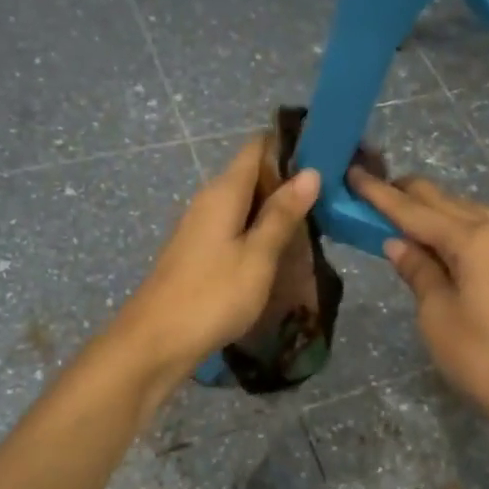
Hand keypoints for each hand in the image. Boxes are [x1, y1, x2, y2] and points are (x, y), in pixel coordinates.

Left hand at [114, 135, 320, 382]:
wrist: (156, 341)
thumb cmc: (212, 295)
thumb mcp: (257, 256)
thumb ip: (282, 215)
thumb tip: (310, 172)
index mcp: (224, 192)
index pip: (258, 147)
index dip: (291, 146)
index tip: (327, 156)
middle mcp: (209, 200)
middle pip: (253, 174)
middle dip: (290, 182)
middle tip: (332, 196)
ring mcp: (201, 226)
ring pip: (246, 204)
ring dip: (277, 210)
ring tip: (316, 223)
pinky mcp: (199, 251)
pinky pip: (236, 227)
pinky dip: (260, 231)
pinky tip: (282, 251)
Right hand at [351, 167, 488, 438]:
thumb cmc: (481, 357)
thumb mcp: (436, 315)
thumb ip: (418, 271)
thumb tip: (397, 242)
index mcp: (472, 240)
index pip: (415, 212)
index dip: (382, 195)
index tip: (355, 174)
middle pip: (449, 204)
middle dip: (413, 195)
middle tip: (380, 187)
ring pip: (479, 213)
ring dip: (447, 209)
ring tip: (419, 212)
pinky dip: (485, 225)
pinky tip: (480, 230)